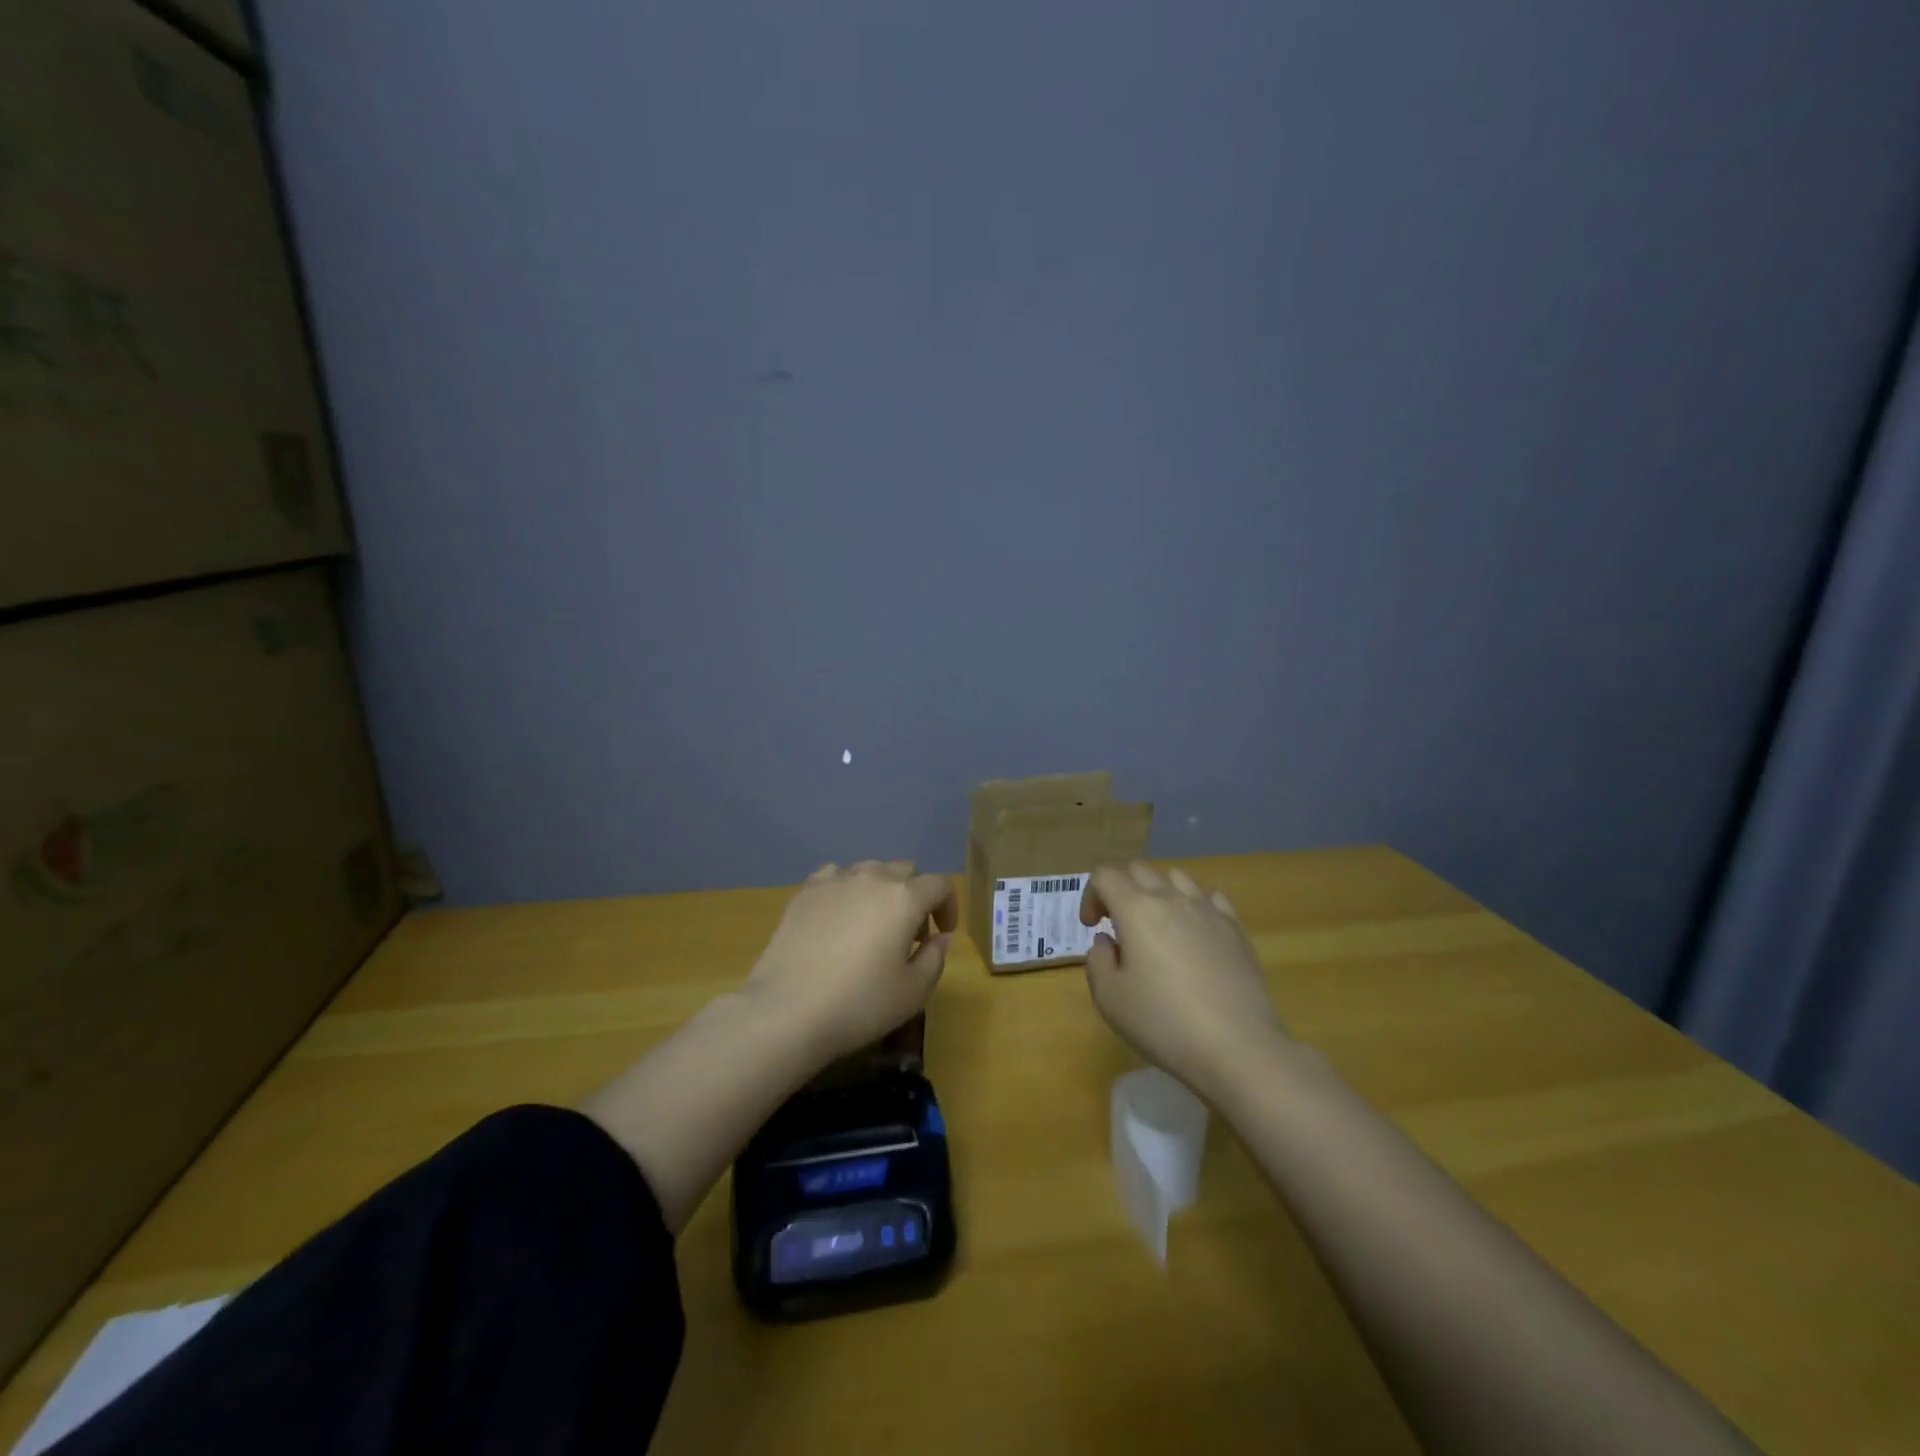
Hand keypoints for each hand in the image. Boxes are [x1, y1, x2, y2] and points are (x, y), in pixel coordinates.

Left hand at [744, 860, 957, 1066]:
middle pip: (905, 871)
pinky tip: (839, 914)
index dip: (948, 906)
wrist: (788, 1010)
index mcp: (904, 899)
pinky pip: (835, 876)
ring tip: (873, 922)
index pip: (939, 886)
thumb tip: (940, 937)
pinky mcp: (805, 892)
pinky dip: (846, 889)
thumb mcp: (913, 992)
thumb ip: (935, 958)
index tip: (943, 932)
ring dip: (881, 889)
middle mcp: (872, 878)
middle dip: (916, 896)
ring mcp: (835, 881)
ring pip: (870, 870)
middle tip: (910, 933)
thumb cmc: (859, 1004)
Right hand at [1079, 862, 1289, 1101]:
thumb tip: (1107, 941)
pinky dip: (1193, 906)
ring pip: (1176, 878)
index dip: (1090, 896)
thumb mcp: (1109, 998)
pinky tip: (1194, 935)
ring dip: (1158, 892)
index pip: (1105, 876)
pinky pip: (1209, 898)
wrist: (1237, 1047)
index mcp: (1136, 910)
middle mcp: (1172, 898)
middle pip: (1139, 870)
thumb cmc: (1163, 1022)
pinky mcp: (1236, 928)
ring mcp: (1208, 910)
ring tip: (1157, 926)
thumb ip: (1097, 960)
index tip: (1092, 927)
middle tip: (1118, 926)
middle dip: (1121, 890)